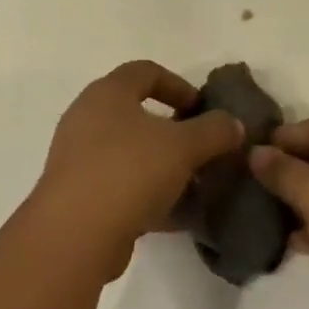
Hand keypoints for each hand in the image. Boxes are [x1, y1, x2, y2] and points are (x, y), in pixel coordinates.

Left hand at [32, 61, 244, 279]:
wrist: (74, 236)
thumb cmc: (129, 172)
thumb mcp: (184, 146)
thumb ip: (214, 130)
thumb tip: (233, 124)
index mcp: (107, 93)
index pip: (145, 71)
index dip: (178, 84)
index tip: (201, 108)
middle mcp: (86, 118)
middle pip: (136, 112)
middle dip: (172, 129)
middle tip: (199, 146)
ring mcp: (77, 158)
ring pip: (128, 152)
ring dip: (161, 164)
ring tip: (191, 182)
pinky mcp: (76, 195)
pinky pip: (119, 184)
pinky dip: (146, 192)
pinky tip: (173, 213)